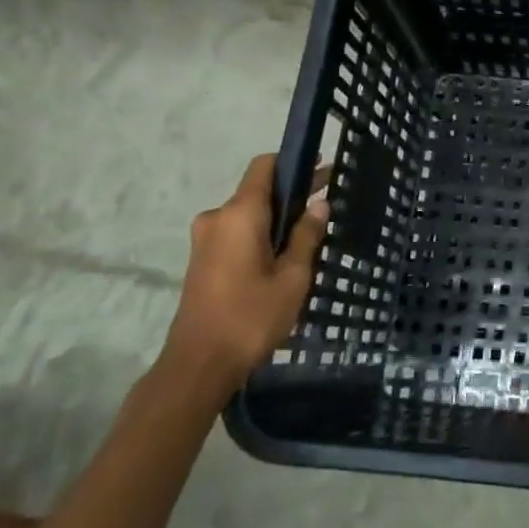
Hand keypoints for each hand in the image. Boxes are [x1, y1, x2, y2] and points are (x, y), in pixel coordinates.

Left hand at [162, 155, 328, 399]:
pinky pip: (237, 233)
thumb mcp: (292, 277)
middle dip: (293, 193)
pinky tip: (285, 255)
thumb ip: (307, 236)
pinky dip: (262, 234)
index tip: (323, 168)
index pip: (264, 166)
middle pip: (258, 191)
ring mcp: (205, 240)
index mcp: (239, 214)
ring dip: (277, 218)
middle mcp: (217, 218)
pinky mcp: (202, 260)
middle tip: (329, 202)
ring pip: (248, 215)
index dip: (294, 162)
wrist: (199, 364)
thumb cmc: (251, 316)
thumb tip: (319, 204)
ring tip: (312, 235)